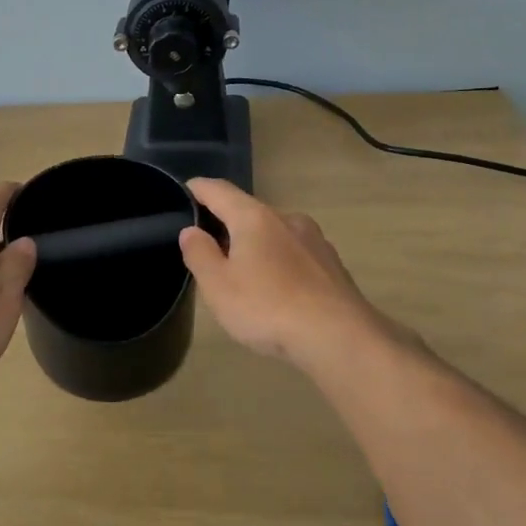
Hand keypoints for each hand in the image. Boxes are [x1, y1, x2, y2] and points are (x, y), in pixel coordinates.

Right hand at [178, 178, 396, 369]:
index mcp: (254, 218)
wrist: (339, 336)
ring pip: (275, 233)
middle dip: (227, 223)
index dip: (198, 189)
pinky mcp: (332, 265)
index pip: (219, 191)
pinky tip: (276, 287)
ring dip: (256, 244)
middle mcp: (287, 219)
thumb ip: (200, 254)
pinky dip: (279, 261)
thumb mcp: (218, 285)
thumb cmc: (267, 307)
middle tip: (207, 244)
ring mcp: (315, 240)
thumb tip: (191, 231)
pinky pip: (295, 254)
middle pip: (249, 211)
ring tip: (242, 270)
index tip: (185, 189)